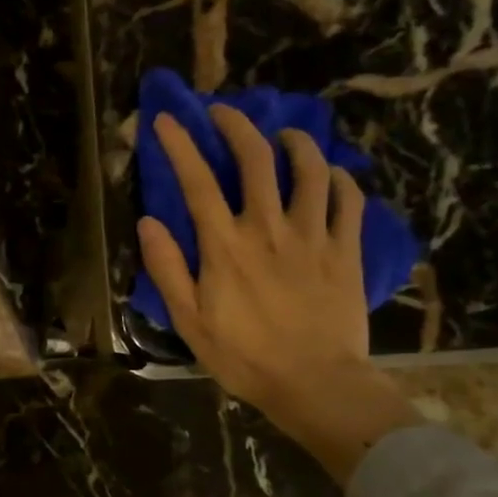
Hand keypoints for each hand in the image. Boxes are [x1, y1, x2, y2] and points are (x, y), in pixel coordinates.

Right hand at [137, 108, 420, 482]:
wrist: (315, 383)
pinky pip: (349, 201)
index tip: (167, 119)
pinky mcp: (346, 250)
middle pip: (257, 159)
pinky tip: (331, 174)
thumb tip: (148, 223)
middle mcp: (269, 228)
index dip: (180, 145)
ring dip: (295, 143)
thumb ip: (168, 269)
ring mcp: (313, 236)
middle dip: (237, 126)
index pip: (197, 182)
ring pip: (310, 170)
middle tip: (225, 113)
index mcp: (226, 246)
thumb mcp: (189, 320)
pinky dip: (339, 179)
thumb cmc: (244, 356)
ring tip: (284, 135)